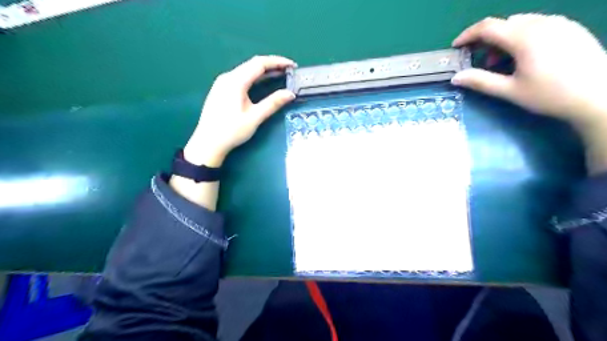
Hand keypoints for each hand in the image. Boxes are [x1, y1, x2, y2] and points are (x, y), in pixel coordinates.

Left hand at [186, 55, 297, 165]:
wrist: (208, 143)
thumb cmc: (231, 131)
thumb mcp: (255, 118)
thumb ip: (273, 103)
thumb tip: (290, 94)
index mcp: (235, 81)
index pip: (259, 63)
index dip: (277, 62)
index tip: (292, 65)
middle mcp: (228, 77)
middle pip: (252, 64)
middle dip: (272, 65)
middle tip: (288, 71)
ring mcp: (222, 83)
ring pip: (246, 71)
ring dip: (263, 71)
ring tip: (280, 75)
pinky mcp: (221, 90)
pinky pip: (241, 77)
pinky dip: (254, 77)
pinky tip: (262, 83)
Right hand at [451, 13, 606, 128]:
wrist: (600, 96)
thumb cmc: (550, 95)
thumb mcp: (509, 91)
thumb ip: (480, 81)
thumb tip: (455, 78)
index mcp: (524, 37)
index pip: (488, 27)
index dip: (468, 35)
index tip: (456, 47)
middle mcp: (542, 23)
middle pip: (504, 24)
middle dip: (487, 41)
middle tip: (483, 63)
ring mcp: (560, 23)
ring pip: (522, 23)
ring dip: (505, 39)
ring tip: (505, 63)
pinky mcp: (571, 28)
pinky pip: (539, 25)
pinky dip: (523, 37)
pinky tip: (526, 57)